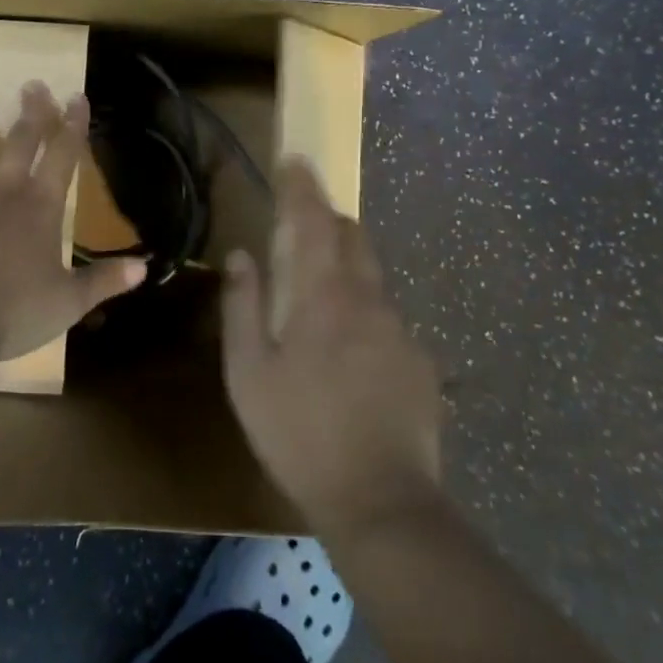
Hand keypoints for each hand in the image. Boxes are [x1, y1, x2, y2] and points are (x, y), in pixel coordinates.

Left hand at [0, 81, 144, 368]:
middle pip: (18, 143)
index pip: (63, 155)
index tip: (76, 97)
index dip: (72, 125)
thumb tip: (144, 266)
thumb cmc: (11, 311)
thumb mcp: (68, 303)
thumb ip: (103, 281)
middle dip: (30, 113)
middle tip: (32, 85)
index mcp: (40, 207)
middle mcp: (2, 193)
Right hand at [222, 159, 443, 537]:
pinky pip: (387, 315)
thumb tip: (241, 255)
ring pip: (372, 274)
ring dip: (346, 265)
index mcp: (322, 295)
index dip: (301, 185)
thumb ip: (242, 307)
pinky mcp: (421, 360)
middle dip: (327, 219)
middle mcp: (367, 298)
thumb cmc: (299, 434)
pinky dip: (365, 311)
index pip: (311, 220)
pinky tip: (351, 354)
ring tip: (321, 298)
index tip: (294, 159)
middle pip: (351, 235)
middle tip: (301, 228)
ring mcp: (400, 329)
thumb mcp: (249, 374)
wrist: (382, 504)